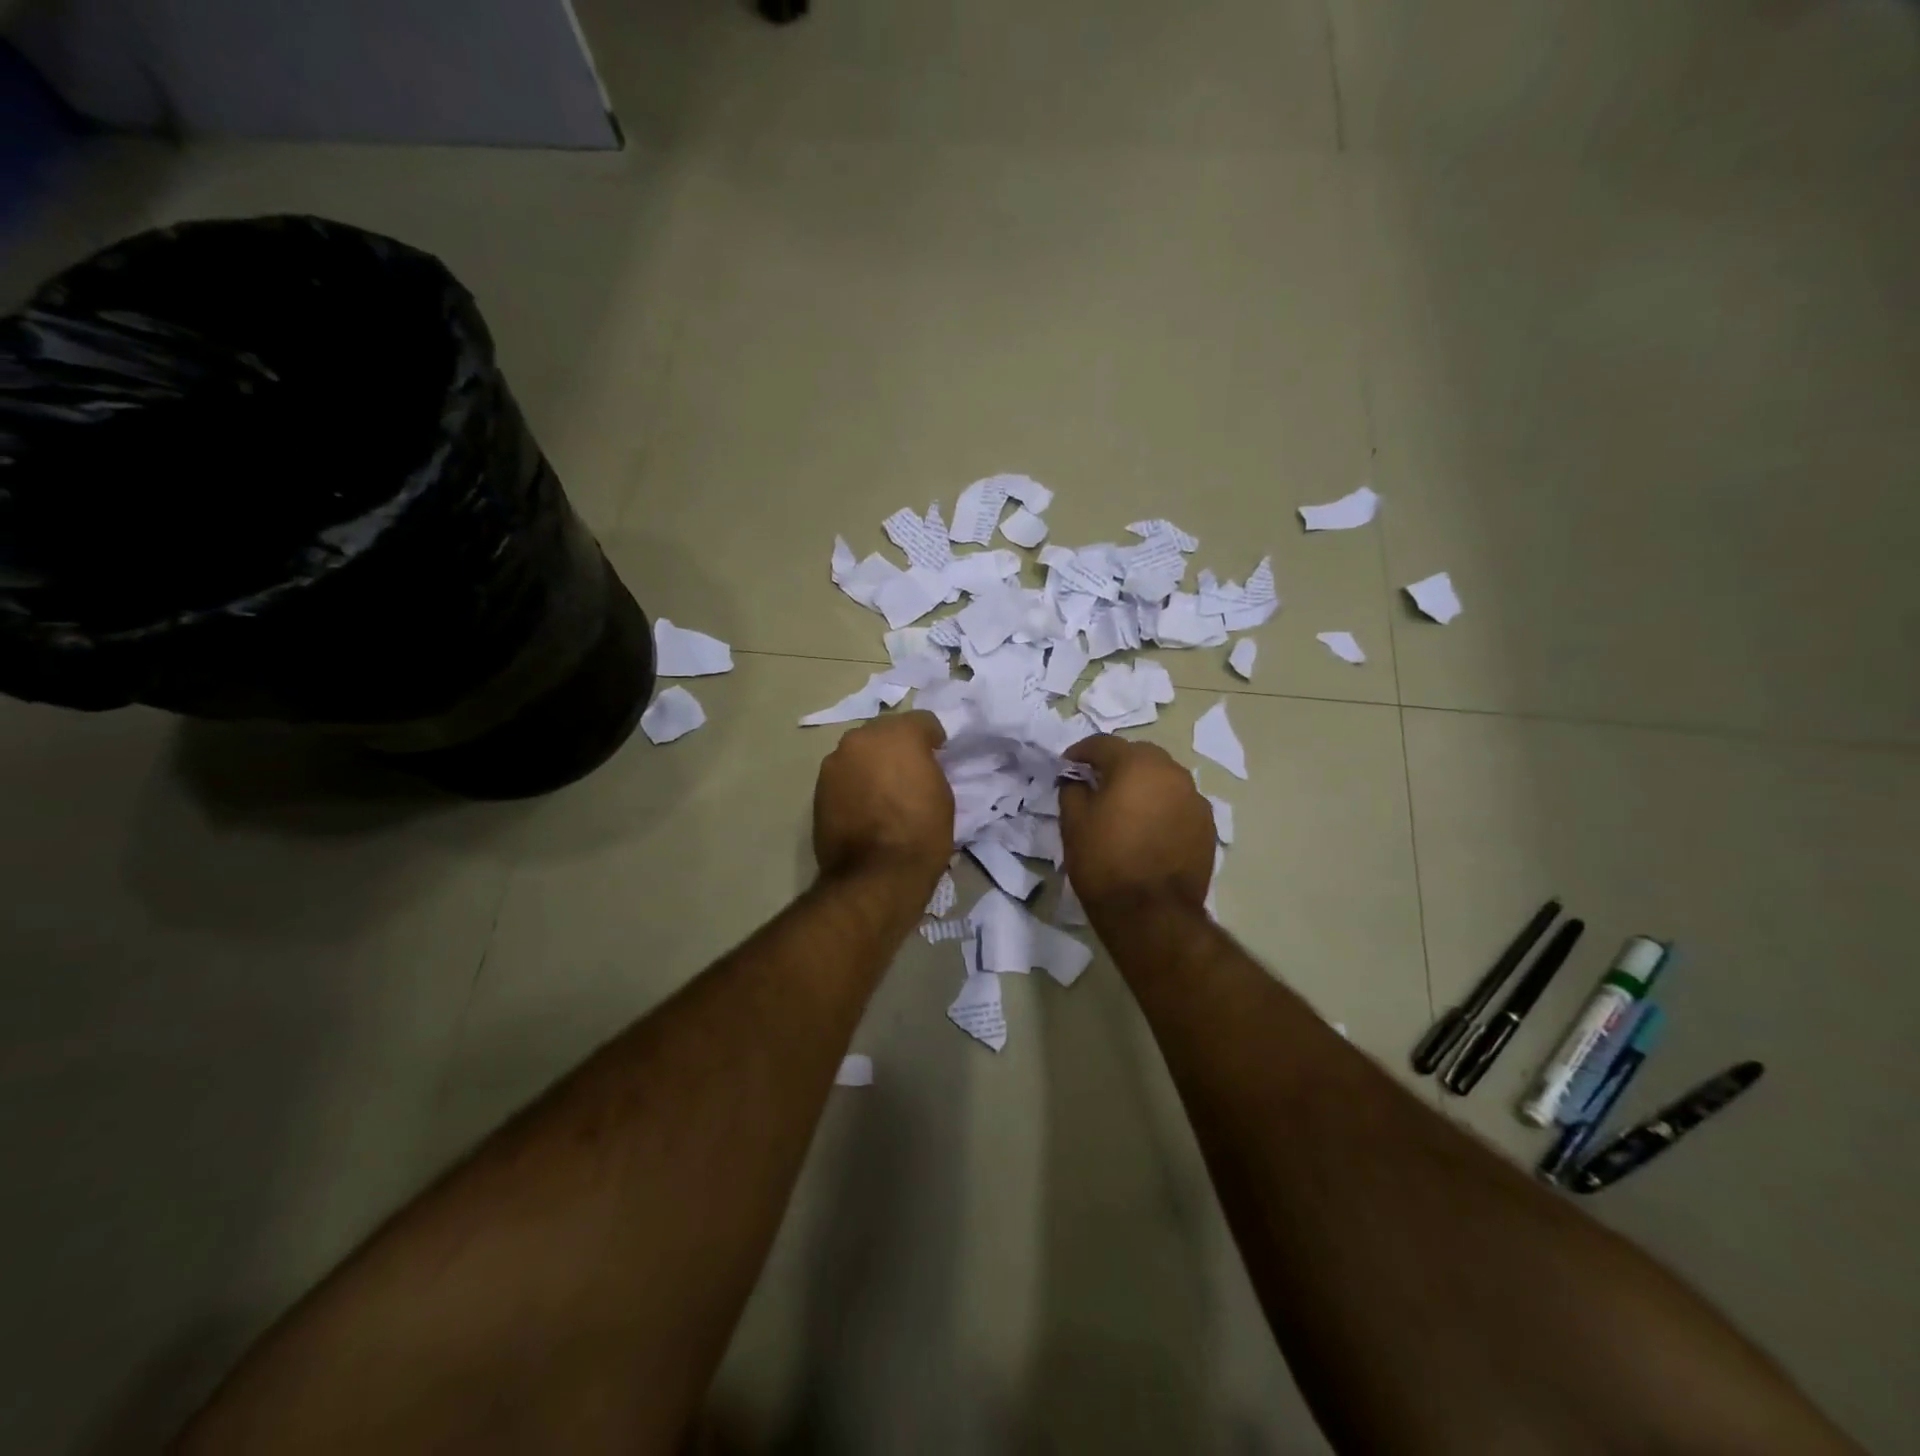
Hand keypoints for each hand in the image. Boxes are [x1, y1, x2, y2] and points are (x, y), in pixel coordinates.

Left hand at [813, 710, 953, 889]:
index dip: (933, 739)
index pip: (922, 721)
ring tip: (884, 790)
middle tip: (910, 771)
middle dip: (898, 746)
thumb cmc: (921, 833)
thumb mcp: (942, 795)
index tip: (939, 756)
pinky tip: (865, 805)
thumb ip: (928, 768)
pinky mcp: (819, 787)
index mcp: (898, 735)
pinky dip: (855, 782)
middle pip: (885, 732)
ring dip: (873, 763)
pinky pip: (844, 775)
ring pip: (860, 752)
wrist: (876, 876)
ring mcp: (835, 762)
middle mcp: (861, 738)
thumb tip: (917, 767)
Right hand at [1059, 735, 1214, 919]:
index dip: (1081, 752)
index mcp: (1136, 764)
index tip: (1067, 765)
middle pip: (1139, 755)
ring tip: (1126, 806)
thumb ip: (1072, 791)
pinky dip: (1162, 807)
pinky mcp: (1207, 826)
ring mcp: (1194, 799)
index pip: (1103, 744)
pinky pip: (1179, 804)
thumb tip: (1077, 781)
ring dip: (1143, 785)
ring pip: (1163, 779)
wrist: (1152, 913)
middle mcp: (1171, 772)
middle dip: (1117, 764)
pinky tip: (1149, 829)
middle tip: (1098, 783)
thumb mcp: (1073, 823)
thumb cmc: (1105, 862)